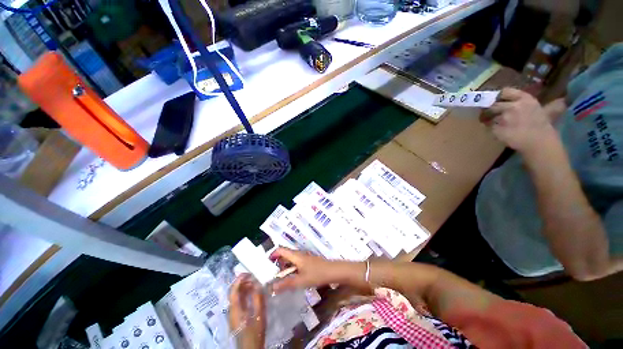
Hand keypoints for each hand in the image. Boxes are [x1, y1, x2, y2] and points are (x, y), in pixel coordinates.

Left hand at [228, 274, 265, 348]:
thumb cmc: (254, 332)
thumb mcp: (259, 315)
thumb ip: (258, 298)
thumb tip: (258, 283)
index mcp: (235, 309)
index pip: (233, 291)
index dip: (239, 280)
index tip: (248, 272)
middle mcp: (232, 310)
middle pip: (234, 292)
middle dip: (243, 282)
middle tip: (254, 276)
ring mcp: (234, 313)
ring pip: (237, 296)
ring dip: (245, 287)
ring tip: (255, 282)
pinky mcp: (237, 316)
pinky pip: (240, 301)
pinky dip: (246, 294)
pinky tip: (254, 292)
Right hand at [269, 248, 347, 292]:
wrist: (333, 271)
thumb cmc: (317, 274)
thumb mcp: (300, 281)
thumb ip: (286, 284)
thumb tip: (271, 287)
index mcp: (296, 256)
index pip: (281, 249)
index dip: (273, 254)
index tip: (267, 263)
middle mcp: (299, 254)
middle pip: (285, 254)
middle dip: (278, 262)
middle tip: (273, 274)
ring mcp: (305, 257)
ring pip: (291, 258)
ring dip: (285, 266)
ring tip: (281, 277)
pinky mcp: (309, 261)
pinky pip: (297, 262)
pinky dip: (291, 268)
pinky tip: (293, 277)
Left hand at [481, 88, 557, 154]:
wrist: (539, 143)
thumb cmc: (544, 127)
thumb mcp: (545, 110)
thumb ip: (543, 103)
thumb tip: (561, 99)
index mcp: (525, 99)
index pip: (505, 91)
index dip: (499, 96)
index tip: (496, 99)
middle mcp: (512, 106)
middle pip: (493, 104)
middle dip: (490, 108)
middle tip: (489, 113)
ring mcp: (503, 117)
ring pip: (488, 116)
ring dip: (488, 119)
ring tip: (491, 122)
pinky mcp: (496, 128)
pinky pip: (488, 127)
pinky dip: (489, 128)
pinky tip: (495, 131)